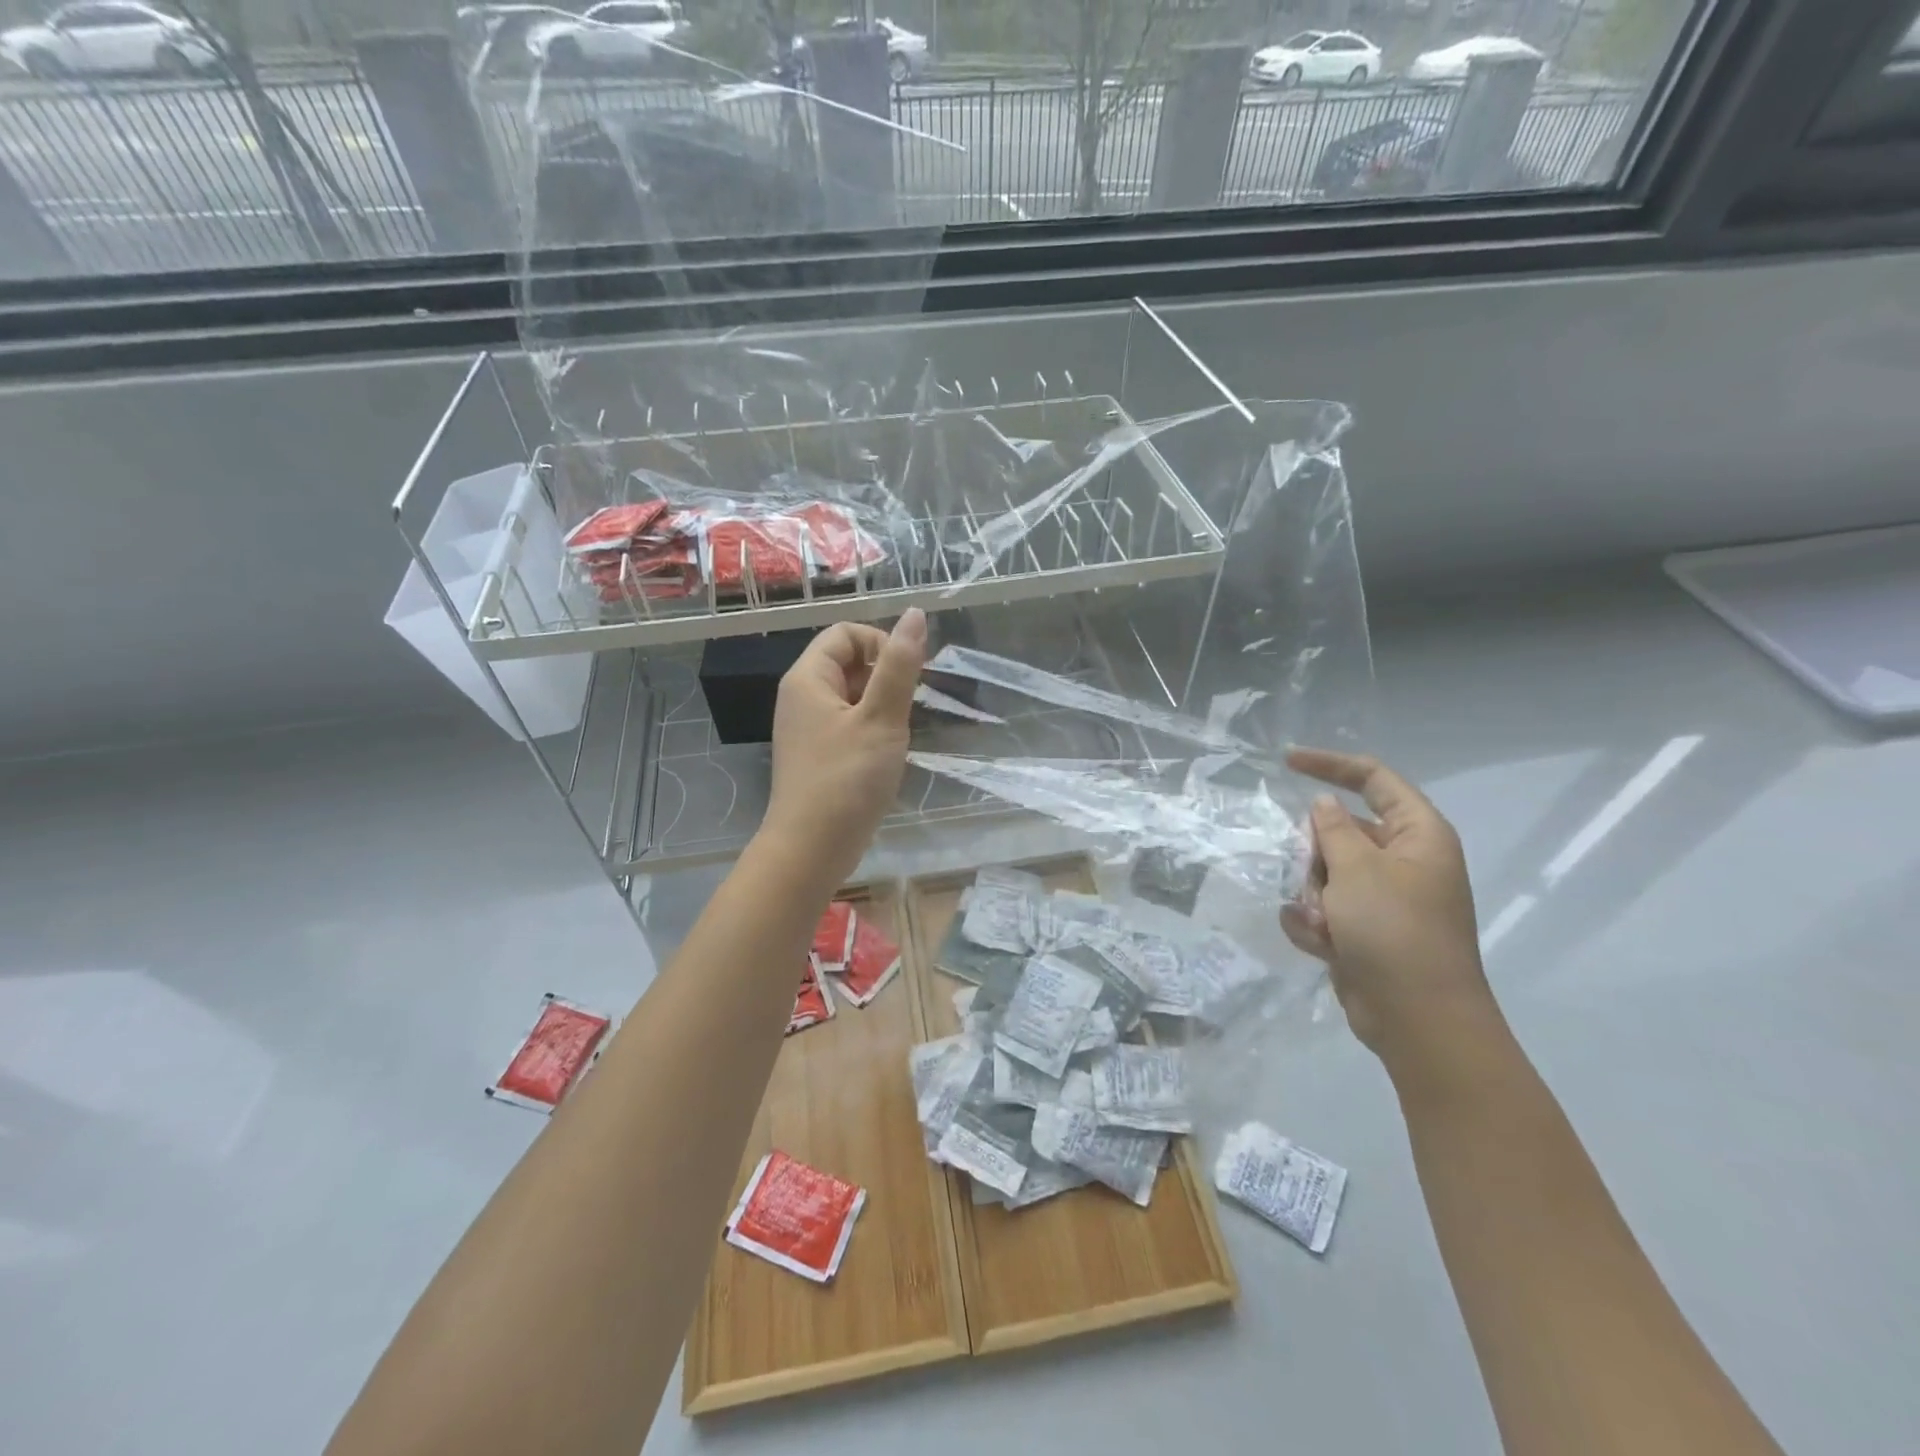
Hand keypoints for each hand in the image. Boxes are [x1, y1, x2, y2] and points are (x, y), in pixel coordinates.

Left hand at [761, 609, 925, 889]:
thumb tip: (914, 614)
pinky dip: (871, 729)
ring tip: (897, 734)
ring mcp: (807, 728)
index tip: (909, 676)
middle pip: (847, 662)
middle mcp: (801, 697)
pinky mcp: (817, 755)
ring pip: (851, 696)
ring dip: (881, 705)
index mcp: (807, 679)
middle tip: (906, 709)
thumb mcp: (881, 718)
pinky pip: (847, 724)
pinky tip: (886, 755)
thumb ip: (900, 666)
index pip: (845, 634)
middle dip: (884, 676)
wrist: (811, 849)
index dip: (881, 644)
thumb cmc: (847, 779)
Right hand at [1280, 747, 1505, 1086]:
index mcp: (1417, 835)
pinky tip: (1322, 946)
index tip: (1285, 762)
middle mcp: (1403, 861)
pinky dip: (1315, 924)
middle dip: (1314, 856)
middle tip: (1316, 879)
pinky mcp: (1364, 929)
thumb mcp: (1357, 869)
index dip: (1331, 764)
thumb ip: (1333, 829)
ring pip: (1323, 872)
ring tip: (1324, 924)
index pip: (1373, 779)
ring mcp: (1383, 898)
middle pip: (1339, 832)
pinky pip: (1323, 909)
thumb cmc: (1394, 930)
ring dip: (1312, 896)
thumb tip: (1325, 804)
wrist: (1416, 1019)